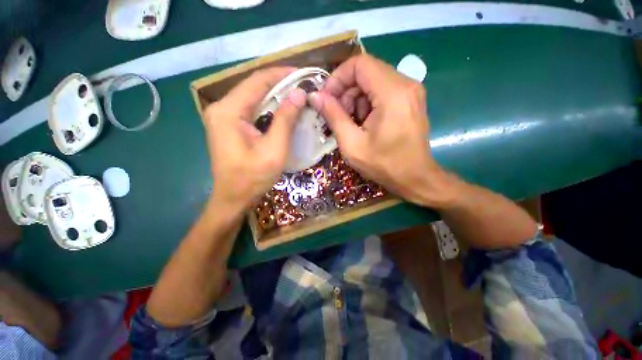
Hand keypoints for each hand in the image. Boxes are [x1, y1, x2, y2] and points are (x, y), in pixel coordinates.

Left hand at [202, 67, 306, 212]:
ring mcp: (223, 116)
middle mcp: (222, 107)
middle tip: (304, 86)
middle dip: (280, 84)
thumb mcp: (274, 149)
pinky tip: (283, 110)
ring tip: (298, 96)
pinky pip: (251, 109)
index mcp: (229, 111)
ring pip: (253, 97)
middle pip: (254, 86)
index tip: (304, 74)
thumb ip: (285, 119)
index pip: (258, 80)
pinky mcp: (229, 125)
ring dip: (276, 95)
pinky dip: (269, 107)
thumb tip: (299, 93)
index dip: (282, 74)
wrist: (233, 198)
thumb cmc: (253, 178)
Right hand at [309, 54, 454, 206]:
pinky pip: (382, 90)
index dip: (338, 78)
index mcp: (392, 93)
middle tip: (338, 116)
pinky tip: (365, 123)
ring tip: (352, 124)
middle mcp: (405, 84)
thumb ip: (333, 116)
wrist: (415, 177)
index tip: (327, 99)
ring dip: (356, 99)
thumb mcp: (352, 144)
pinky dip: (368, 103)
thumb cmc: (384, 165)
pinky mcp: (410, 99)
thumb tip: (315, 96)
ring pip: (373, 81)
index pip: (359, 64)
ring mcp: (410, 90)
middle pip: (366, 71)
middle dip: (346, 91)